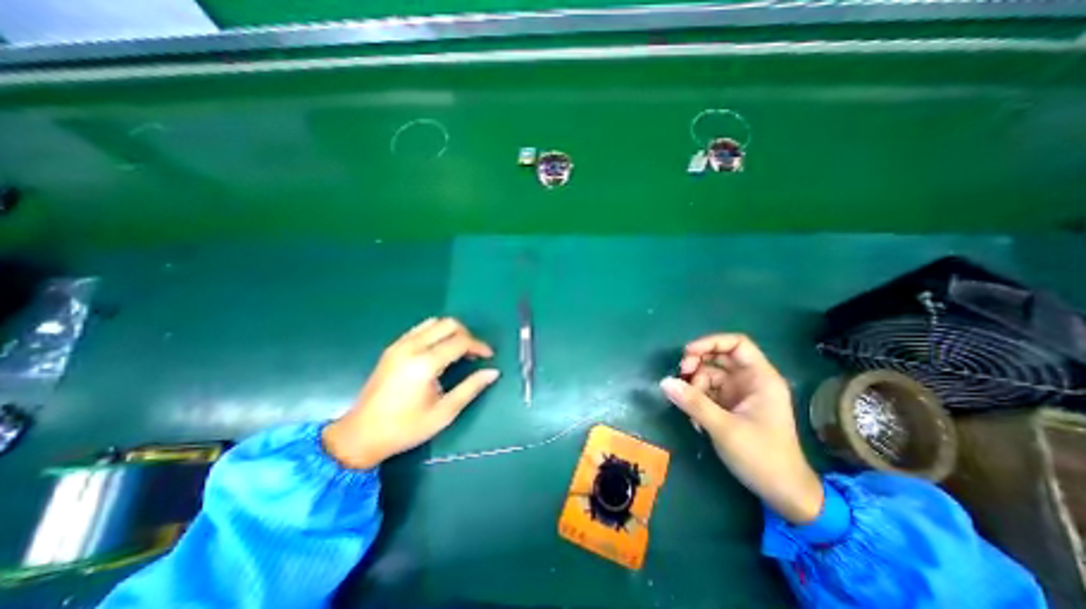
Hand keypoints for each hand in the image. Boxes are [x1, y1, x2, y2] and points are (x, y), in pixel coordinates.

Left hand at [318, 316, 495, 468]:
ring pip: (434, 322)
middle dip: (467, 334)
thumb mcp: (444, 412)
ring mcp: (399, 345)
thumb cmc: (406, 427)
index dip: (479, 346)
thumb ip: (470, 388)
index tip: (489, 356)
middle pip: (448, 324)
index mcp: (425, 364)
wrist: (360, 434)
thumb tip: (493, 372)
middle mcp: (412, 347)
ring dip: (451, 331)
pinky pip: (420, 329)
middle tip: (474, 353)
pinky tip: (439, 350)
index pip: (461, 341)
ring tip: (459, 350)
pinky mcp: (392, 348)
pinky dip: (436, 333)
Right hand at [663, 333, 823, 521]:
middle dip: (697, 364)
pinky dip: (697, 400)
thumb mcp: (725, 428)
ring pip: (709, 375)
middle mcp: (750, 381)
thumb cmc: (763, 457)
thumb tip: (664, 382)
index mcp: (761, 378)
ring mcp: (739, 394)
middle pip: (719, 358)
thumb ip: (694, 403)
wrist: (783, 494)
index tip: (687, 353)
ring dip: (694, 387)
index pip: (737, 344)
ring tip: (689, 408)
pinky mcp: (730, 407)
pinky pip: (708, 392)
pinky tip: (695, 420)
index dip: (711, 343)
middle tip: (681, 376)